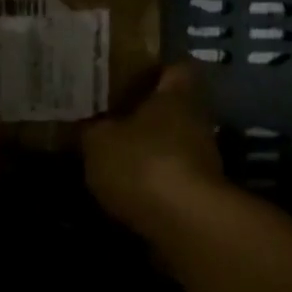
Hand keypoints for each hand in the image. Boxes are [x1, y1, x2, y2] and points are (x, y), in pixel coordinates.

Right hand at [80, 63, 226, 234]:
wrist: (184, 223)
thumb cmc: (142, 163)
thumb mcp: (98, 141)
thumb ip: (92, 129)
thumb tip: (88, 126)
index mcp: (176, 96)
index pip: (177, 68)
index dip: (156, 69)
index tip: (129, 74)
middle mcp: (196, 122)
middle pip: (172, 110)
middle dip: (144, 115)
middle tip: (108, 118)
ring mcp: (203, 160)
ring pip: (172, 145)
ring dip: (148, 151)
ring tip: (111, 157)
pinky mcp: (199, 195)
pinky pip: (170, 178)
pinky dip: (151, 183)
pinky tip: (124, 190)